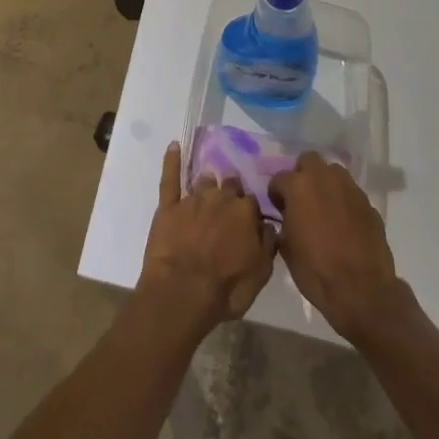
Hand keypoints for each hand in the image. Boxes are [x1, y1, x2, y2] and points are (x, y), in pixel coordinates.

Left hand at [138, 142, 275, 327]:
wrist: (182, 292)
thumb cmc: (226, 288)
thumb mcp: (260, 274)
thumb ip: (268, 244)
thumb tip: (269, 225)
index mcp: (245, 212)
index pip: (252, 202)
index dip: (249, 212)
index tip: (248, 222)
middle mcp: (220, 198)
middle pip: (229, 185)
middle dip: (230, 194)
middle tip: (228, 209)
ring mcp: (193, 199)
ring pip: (204, 181)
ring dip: (208, 185)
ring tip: (208, 192)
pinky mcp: (169, 206)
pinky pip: (170, 177)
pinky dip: (172, 160)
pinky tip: (174, 146)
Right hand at [269, 152, 412, 342]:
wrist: (361, 290)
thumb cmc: (315, 269)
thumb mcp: (286, 247)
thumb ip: (284, 221)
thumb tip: (287, 216)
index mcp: (298, 186)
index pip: (279, 179)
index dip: (276, 195)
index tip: (279, 210)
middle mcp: (324, 178)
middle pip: (308, 161)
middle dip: (302, 175)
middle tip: (302, 200)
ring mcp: (349, 188)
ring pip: (333, 173)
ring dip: (325, 184)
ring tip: (324, 209)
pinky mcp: (368, 203)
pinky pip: (350, 194)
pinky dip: (344, 202)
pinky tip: (344, 224)